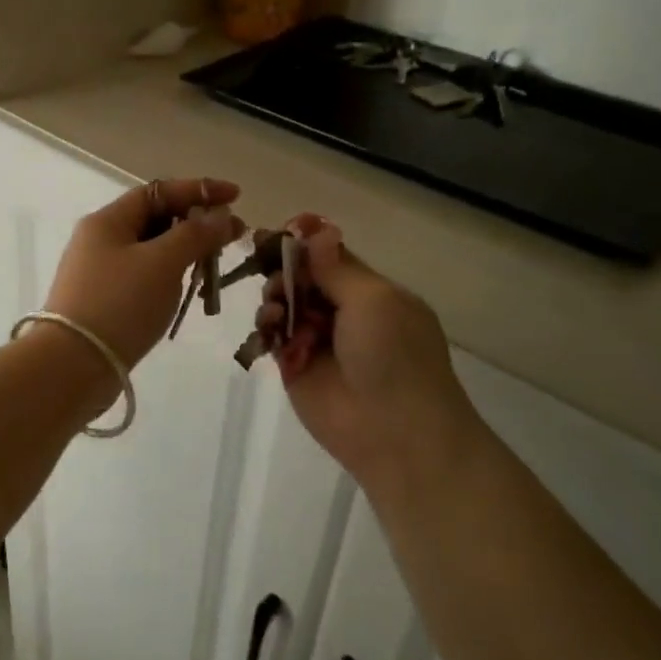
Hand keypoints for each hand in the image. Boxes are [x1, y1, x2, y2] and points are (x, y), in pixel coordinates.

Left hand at [45, 178, 244, 367]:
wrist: (73, 365)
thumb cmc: (120, 304)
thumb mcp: (163, 263)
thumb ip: (195, 234)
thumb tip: (221, 216)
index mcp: (108, 221)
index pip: (158, 191)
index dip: (199, 190)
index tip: (236, 196)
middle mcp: (100, 240)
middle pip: (155, 220)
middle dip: (196, 224)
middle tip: (233, 237)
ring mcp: (100, 273)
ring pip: (152, 251)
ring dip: (186, 253)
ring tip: (215, 267)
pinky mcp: (104, 302)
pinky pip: (145, 278)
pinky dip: (170, 278)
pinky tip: (188, 292)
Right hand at [257, 216, 483, 485]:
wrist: (394, 432)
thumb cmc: (393, 356)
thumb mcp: (373, 300)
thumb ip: (335, 267)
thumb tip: (315, 228)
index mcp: (372, 292)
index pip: (330, 257)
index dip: (303, 244)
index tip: (274, 233)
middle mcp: (344, 312)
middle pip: (302, 278)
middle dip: (284, 271)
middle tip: (272, 273)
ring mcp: (318, 340)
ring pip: (284, 304)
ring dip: (275, 298)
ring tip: (276, 310)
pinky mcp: (294, 366)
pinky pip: (272, 335)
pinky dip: (266, 326)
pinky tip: (269, 328)